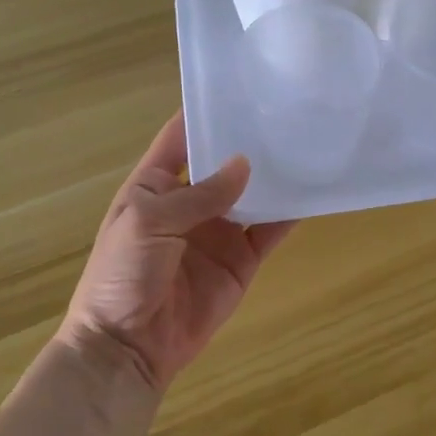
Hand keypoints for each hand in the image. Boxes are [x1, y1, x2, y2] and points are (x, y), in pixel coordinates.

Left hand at [58, 113, 293, 394]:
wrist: (128, 347)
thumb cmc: (123, 275)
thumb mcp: (149, 222)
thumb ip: (199, 194)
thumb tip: (244, 164)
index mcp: (155, 185)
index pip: (181, 138)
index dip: (206, 113)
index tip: (240, 87)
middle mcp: (189, 202)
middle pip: (224, 164)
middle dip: (249, 142)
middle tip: (287, 112)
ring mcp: (219, 232)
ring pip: (252, 195)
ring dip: (274, 176)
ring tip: (306, 144)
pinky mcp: (242, 261)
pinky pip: (269, 231)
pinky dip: (289, 214)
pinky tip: (312, 192)